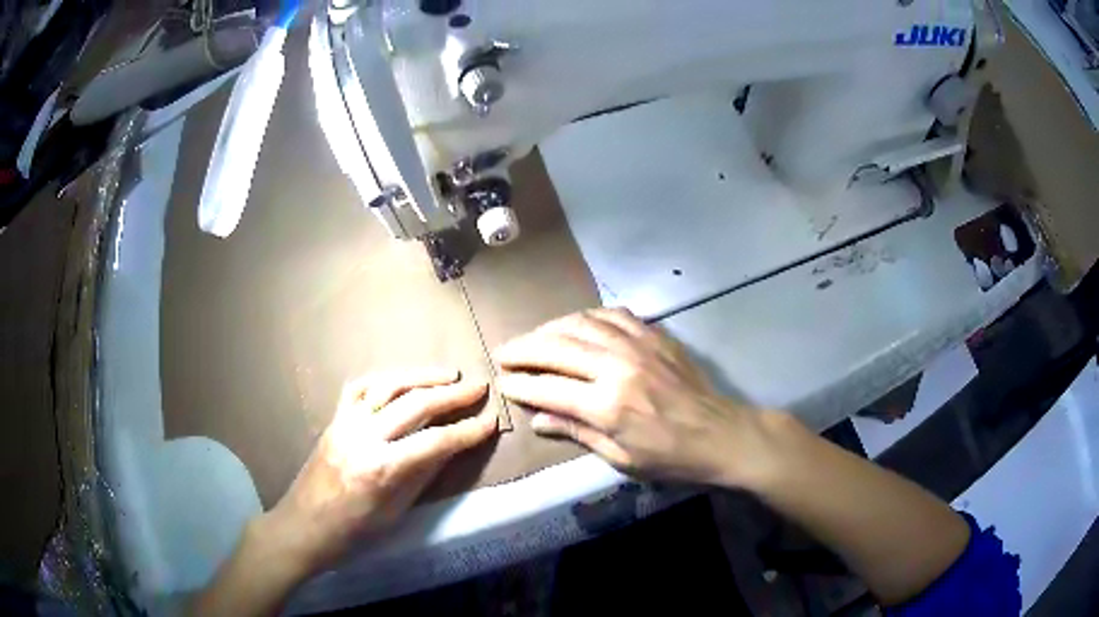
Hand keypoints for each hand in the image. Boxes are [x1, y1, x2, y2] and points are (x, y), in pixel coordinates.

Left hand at [266, 368, 495, 572]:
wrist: (303, 527)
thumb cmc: (354, 533)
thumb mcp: (396, 512)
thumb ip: (423, 474)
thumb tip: (451, 446)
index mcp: (382, 469)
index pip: (435, 441)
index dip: (467, 431)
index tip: (491, 421)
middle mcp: (363, 437)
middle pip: (414, 405)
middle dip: (452, 395)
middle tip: (479, 386)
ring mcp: (345, 423)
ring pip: (387, 386)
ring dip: (421, 377)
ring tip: (449, 374)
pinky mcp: (334, 419)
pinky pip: (359, 388)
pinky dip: (384, 379)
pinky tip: (402, 380)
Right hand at [495, 308, 778, 487]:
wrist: (721, 433)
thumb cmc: (671, 457)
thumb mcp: (621, 458)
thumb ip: (577, 432)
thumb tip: (537, 419)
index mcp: (608, 406)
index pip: (549, 389)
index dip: (520, 385)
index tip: (502, 383)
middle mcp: (618, 367)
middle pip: (556, 347)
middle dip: (523, 350)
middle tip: (503, 354)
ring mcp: (638, 345)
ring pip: (580, 324)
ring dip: (549, 329)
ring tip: (532, 338)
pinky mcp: (654, 334)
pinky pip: (611, 314)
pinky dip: (585, 317)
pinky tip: (574, 324)